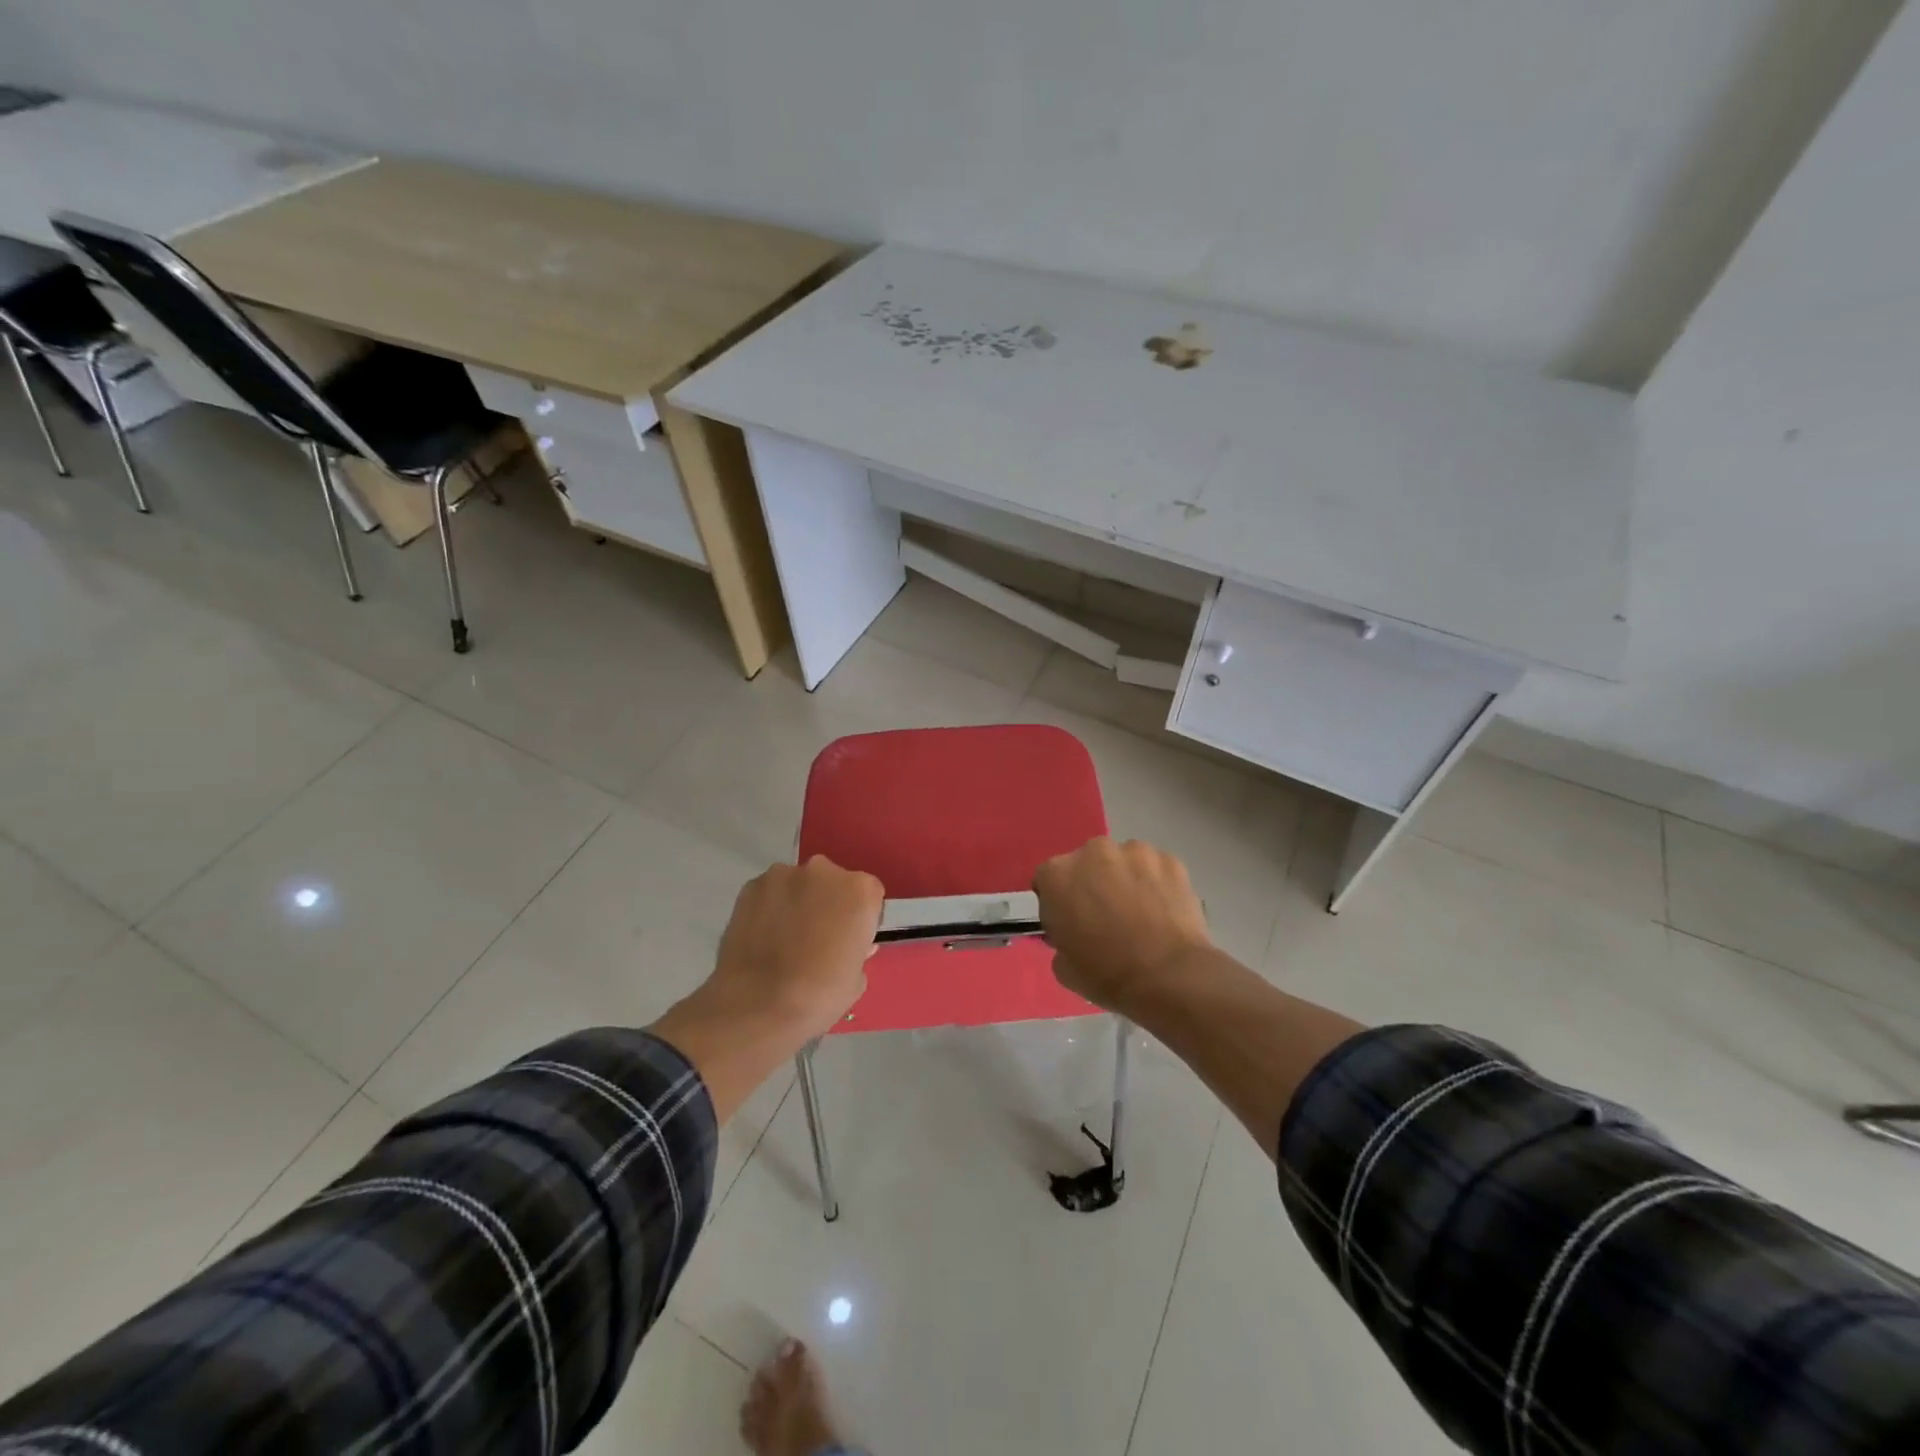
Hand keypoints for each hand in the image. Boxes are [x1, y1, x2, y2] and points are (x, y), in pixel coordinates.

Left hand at [699, 856, 883, 1045]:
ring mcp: (784, 875)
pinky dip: (769, 909)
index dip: (859, 918)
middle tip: (817, 939)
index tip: (849, 940)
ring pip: (798, 885)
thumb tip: (848, 944)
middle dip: (827, 903)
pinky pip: (769, 894)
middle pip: (832, 882)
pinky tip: (762, 939)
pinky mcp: (751, 886)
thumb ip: (857, 951)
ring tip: (784, 941)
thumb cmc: (820, 993)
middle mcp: (824, 871)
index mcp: (859, 890)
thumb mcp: (856, 978)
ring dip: (797, 903)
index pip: (869, 895)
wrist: (758, 1005)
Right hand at [1033, 837, 1212, 1013]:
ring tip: (1141, 913)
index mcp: (1057, 874)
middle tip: (1106, 916)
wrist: (1168, 976)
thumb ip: (1061, 938)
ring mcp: (1135, 852)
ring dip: (1126, 879)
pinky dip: (1157, 884)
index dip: (1058, 902)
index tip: (1070, 922)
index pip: (1048, 880)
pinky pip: (1156, 869)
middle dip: (1093, 883)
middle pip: (1087, 863)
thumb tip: (1074, 932)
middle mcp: (1093, 851)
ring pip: (1124, 862)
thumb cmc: (1106, 974)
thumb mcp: (1063, 966)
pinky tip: (1164, 912)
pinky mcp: (1170, 860)